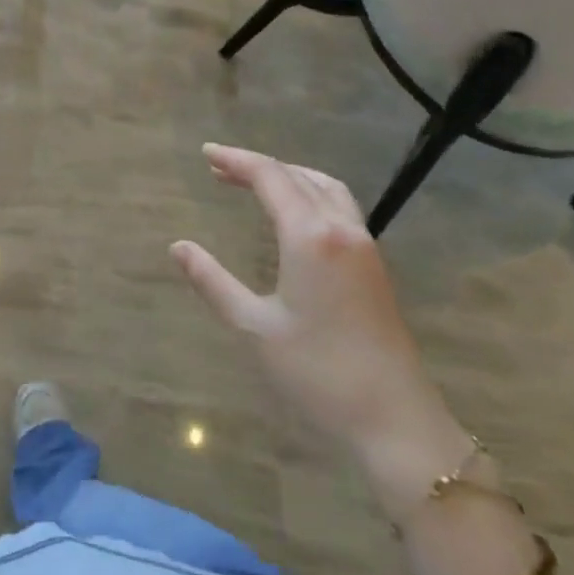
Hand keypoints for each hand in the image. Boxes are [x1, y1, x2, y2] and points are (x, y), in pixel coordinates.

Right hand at [172, 144, 472, 511]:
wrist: (395, 421)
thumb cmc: (317, 373)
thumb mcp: (254, 326)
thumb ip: (213, 281)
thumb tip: (178, 247)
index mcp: (310, 236)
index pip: (270, 177)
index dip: (236, 160)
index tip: (206, 153)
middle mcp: (341, 229)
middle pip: (298, 176)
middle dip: (258, 166)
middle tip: (219, 169)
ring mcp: (364, 247)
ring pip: (326, 188)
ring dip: (289, 176)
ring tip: (255, 183)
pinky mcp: (374, 267)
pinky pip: (340, 208)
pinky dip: (310, 194)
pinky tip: (294, 216)